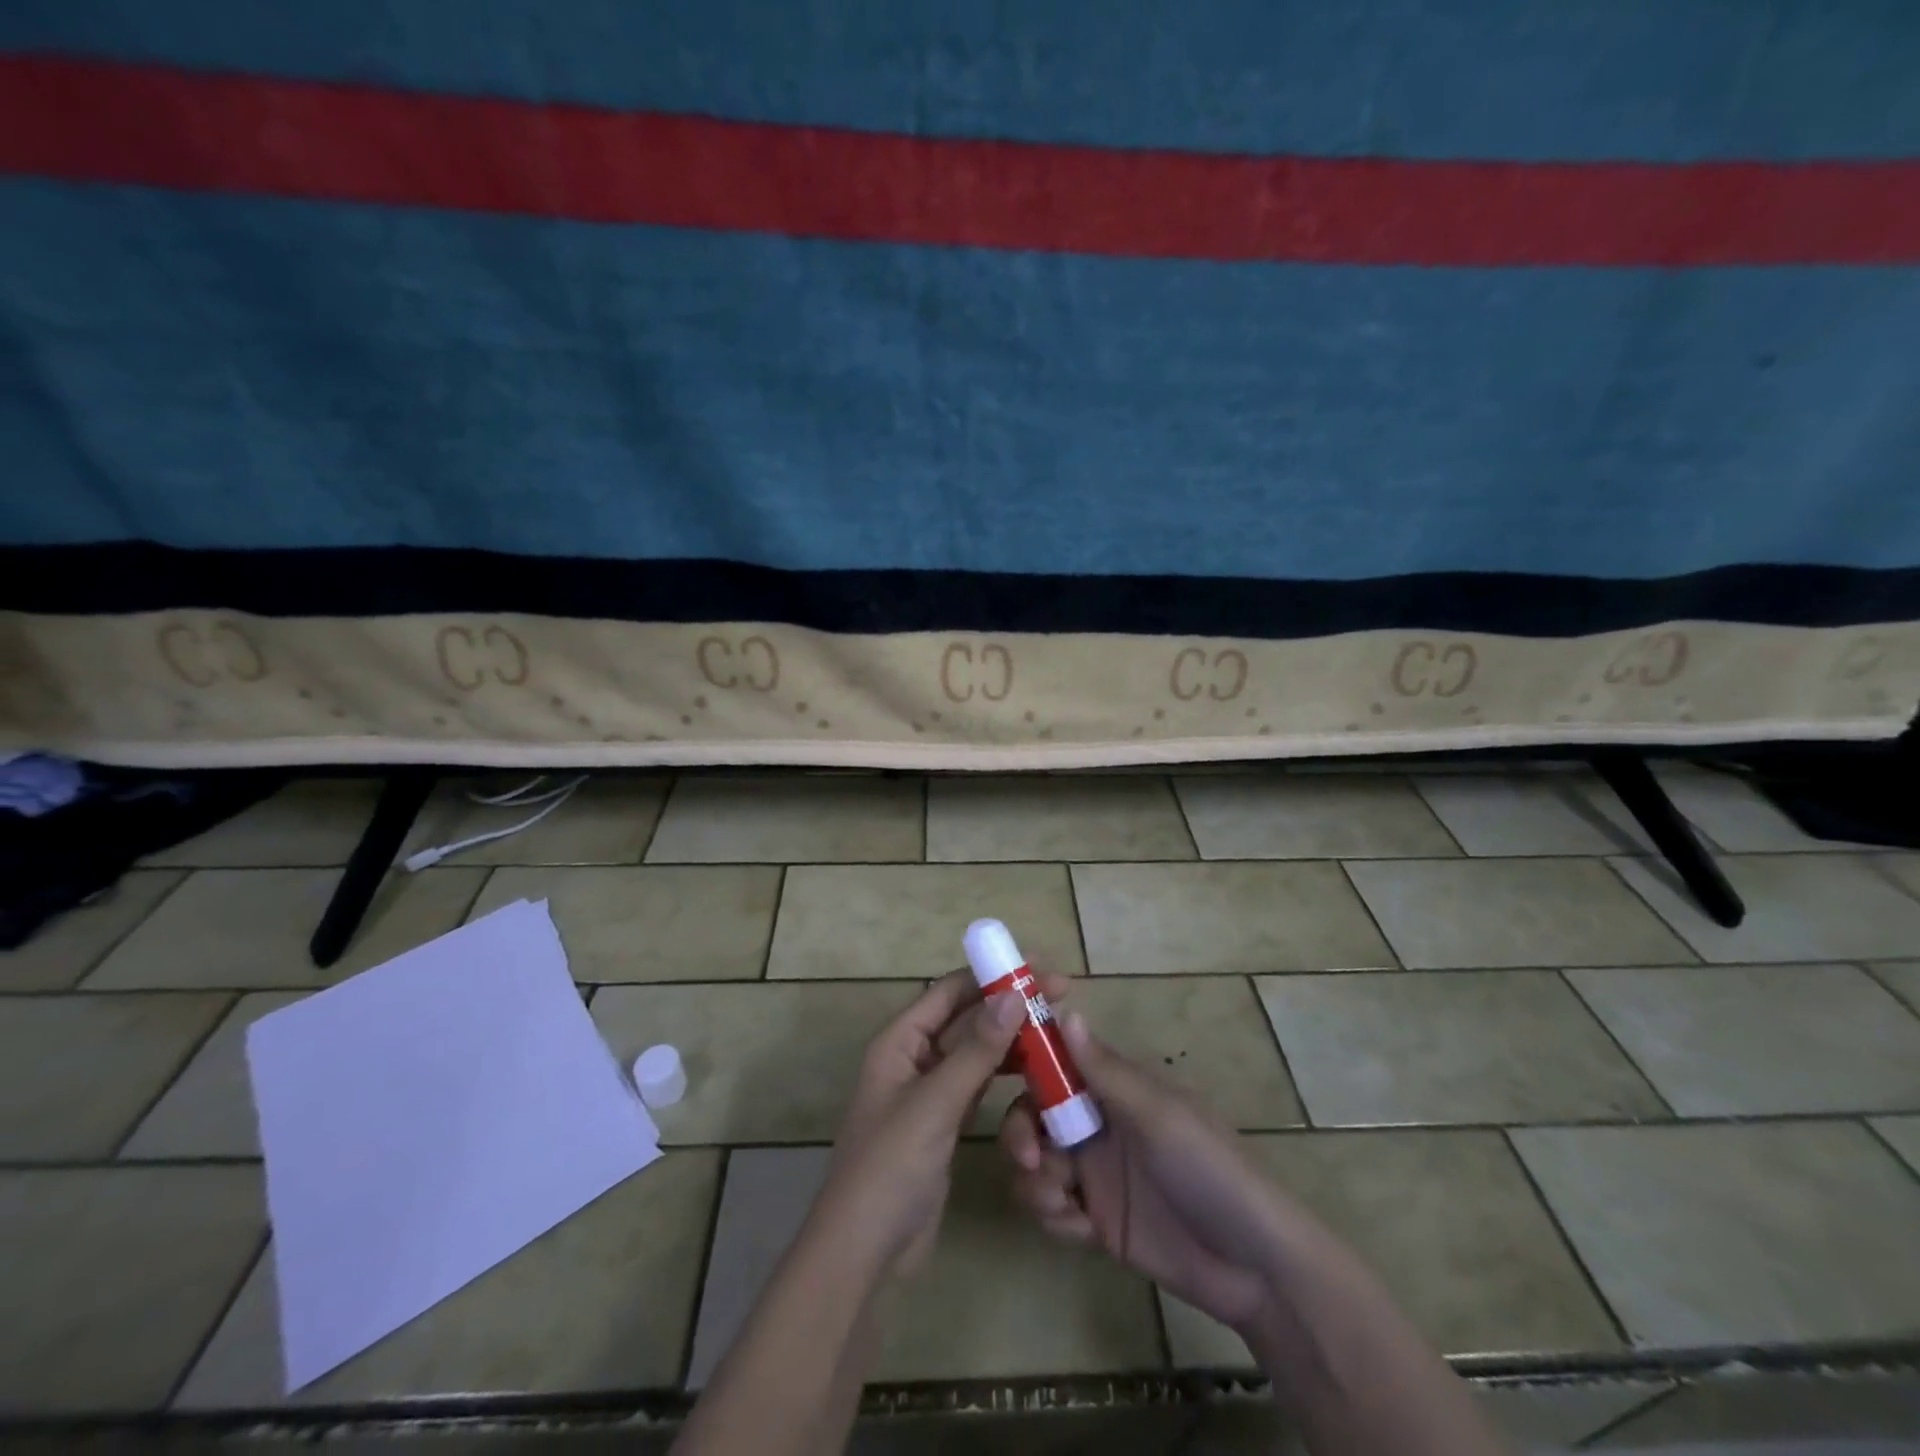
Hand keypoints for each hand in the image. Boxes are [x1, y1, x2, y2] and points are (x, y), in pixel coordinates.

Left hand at [811, 970, 1030, 1281]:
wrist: (864, 1253)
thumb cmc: (890, 1167)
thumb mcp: (934, 1103)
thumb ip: (976, 1051)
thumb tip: (1013, 994)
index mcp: (900, 1040)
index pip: (950, 991)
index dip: (992, 974)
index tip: (1038, 966)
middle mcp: (915, 1057)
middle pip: (966, 1017)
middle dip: (1008, 1004)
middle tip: (1061, 995)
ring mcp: (931, 1091)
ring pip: (976, 1050)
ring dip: (1011, 1037)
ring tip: (1056, 1028)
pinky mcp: (945, 1122)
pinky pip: (979, 1083)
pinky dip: (1005, 1072)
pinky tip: (1036, 1069)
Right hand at [999, 1012, 1285, 1338]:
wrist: (1253, 1266)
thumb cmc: (1210, 1169)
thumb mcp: (1159, 1116)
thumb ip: (1106, 1071)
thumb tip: (1065, 1010)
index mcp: (1114, 1088)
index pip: (1057, 1061)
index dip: (1026, 1062)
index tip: (997, 1073)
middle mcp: (1098, 1122)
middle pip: (1034, 1113)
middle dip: (1021, 1132)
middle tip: (1029, 1157)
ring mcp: (1095, 1172)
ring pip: (1036, 1162)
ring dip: (1035, 1178)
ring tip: (1061, 1201)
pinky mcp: (1096, 1219)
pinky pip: (1052, 1208)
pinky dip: (1054, 1215)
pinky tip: (1080, 1228)